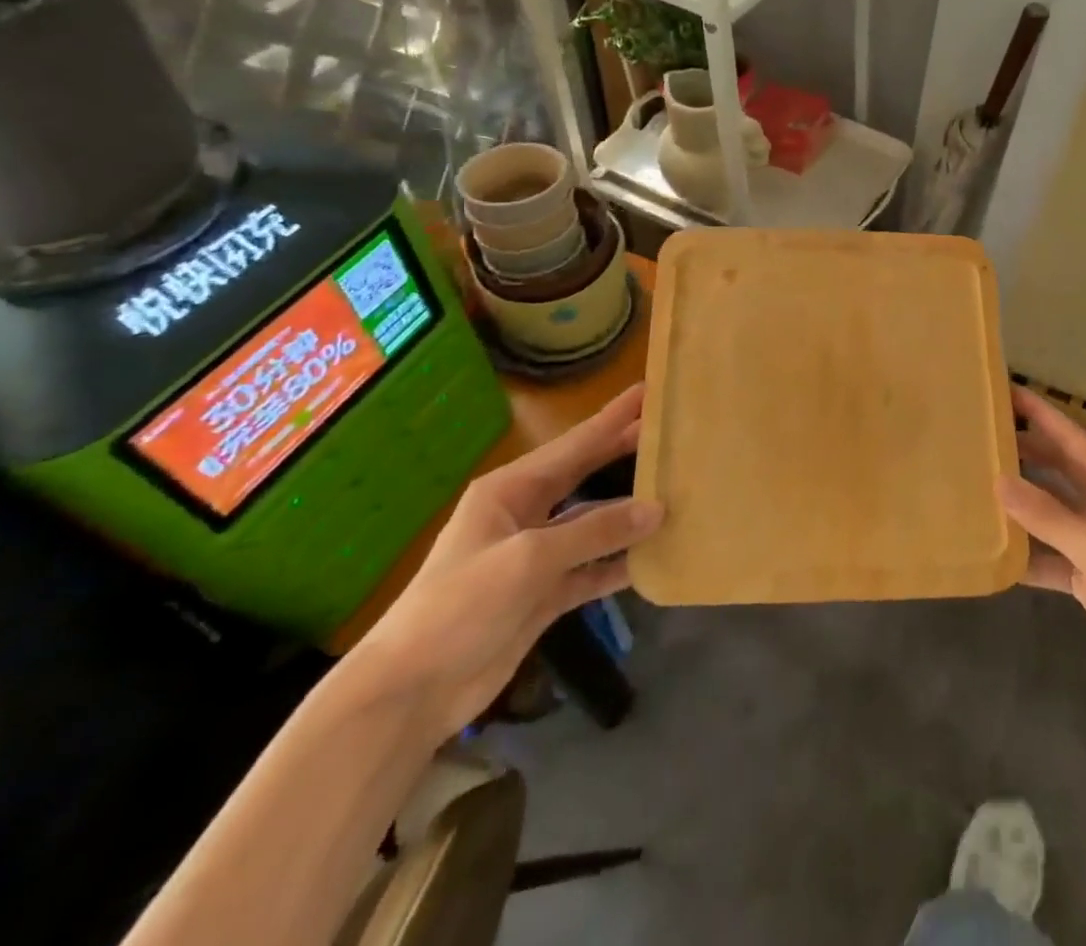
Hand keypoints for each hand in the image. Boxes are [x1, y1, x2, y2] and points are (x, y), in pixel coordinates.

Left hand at [343, 384, 662, 738]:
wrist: (409, 694)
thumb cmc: (460, 606)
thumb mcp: (528, 559)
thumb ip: (594, 531)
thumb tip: (657, 509)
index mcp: (510, 491)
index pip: (575, 444)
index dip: (614, 418)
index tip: (649, 391)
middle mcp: (524, 515)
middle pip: (585, 476)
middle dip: (624, 453)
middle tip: (671, 432)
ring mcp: (534, 557)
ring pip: (593, 524)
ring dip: (629, 514)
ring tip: (676, 493)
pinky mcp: (542, 595)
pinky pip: (590, 569)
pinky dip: (618, 563)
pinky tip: (653, 557)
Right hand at [1000, 387, 1085, 703]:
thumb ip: (1047, 514)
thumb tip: (998, 481)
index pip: (1069, 435)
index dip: (1037, 412)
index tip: (1000, 390)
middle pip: (1054, 466)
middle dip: (1020, 451)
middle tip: (975, 436)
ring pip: (1046, 507)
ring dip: (1016, 500)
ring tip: (971, 483)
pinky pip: (1046, 550)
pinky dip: (1023, 549)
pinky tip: (990, 546)